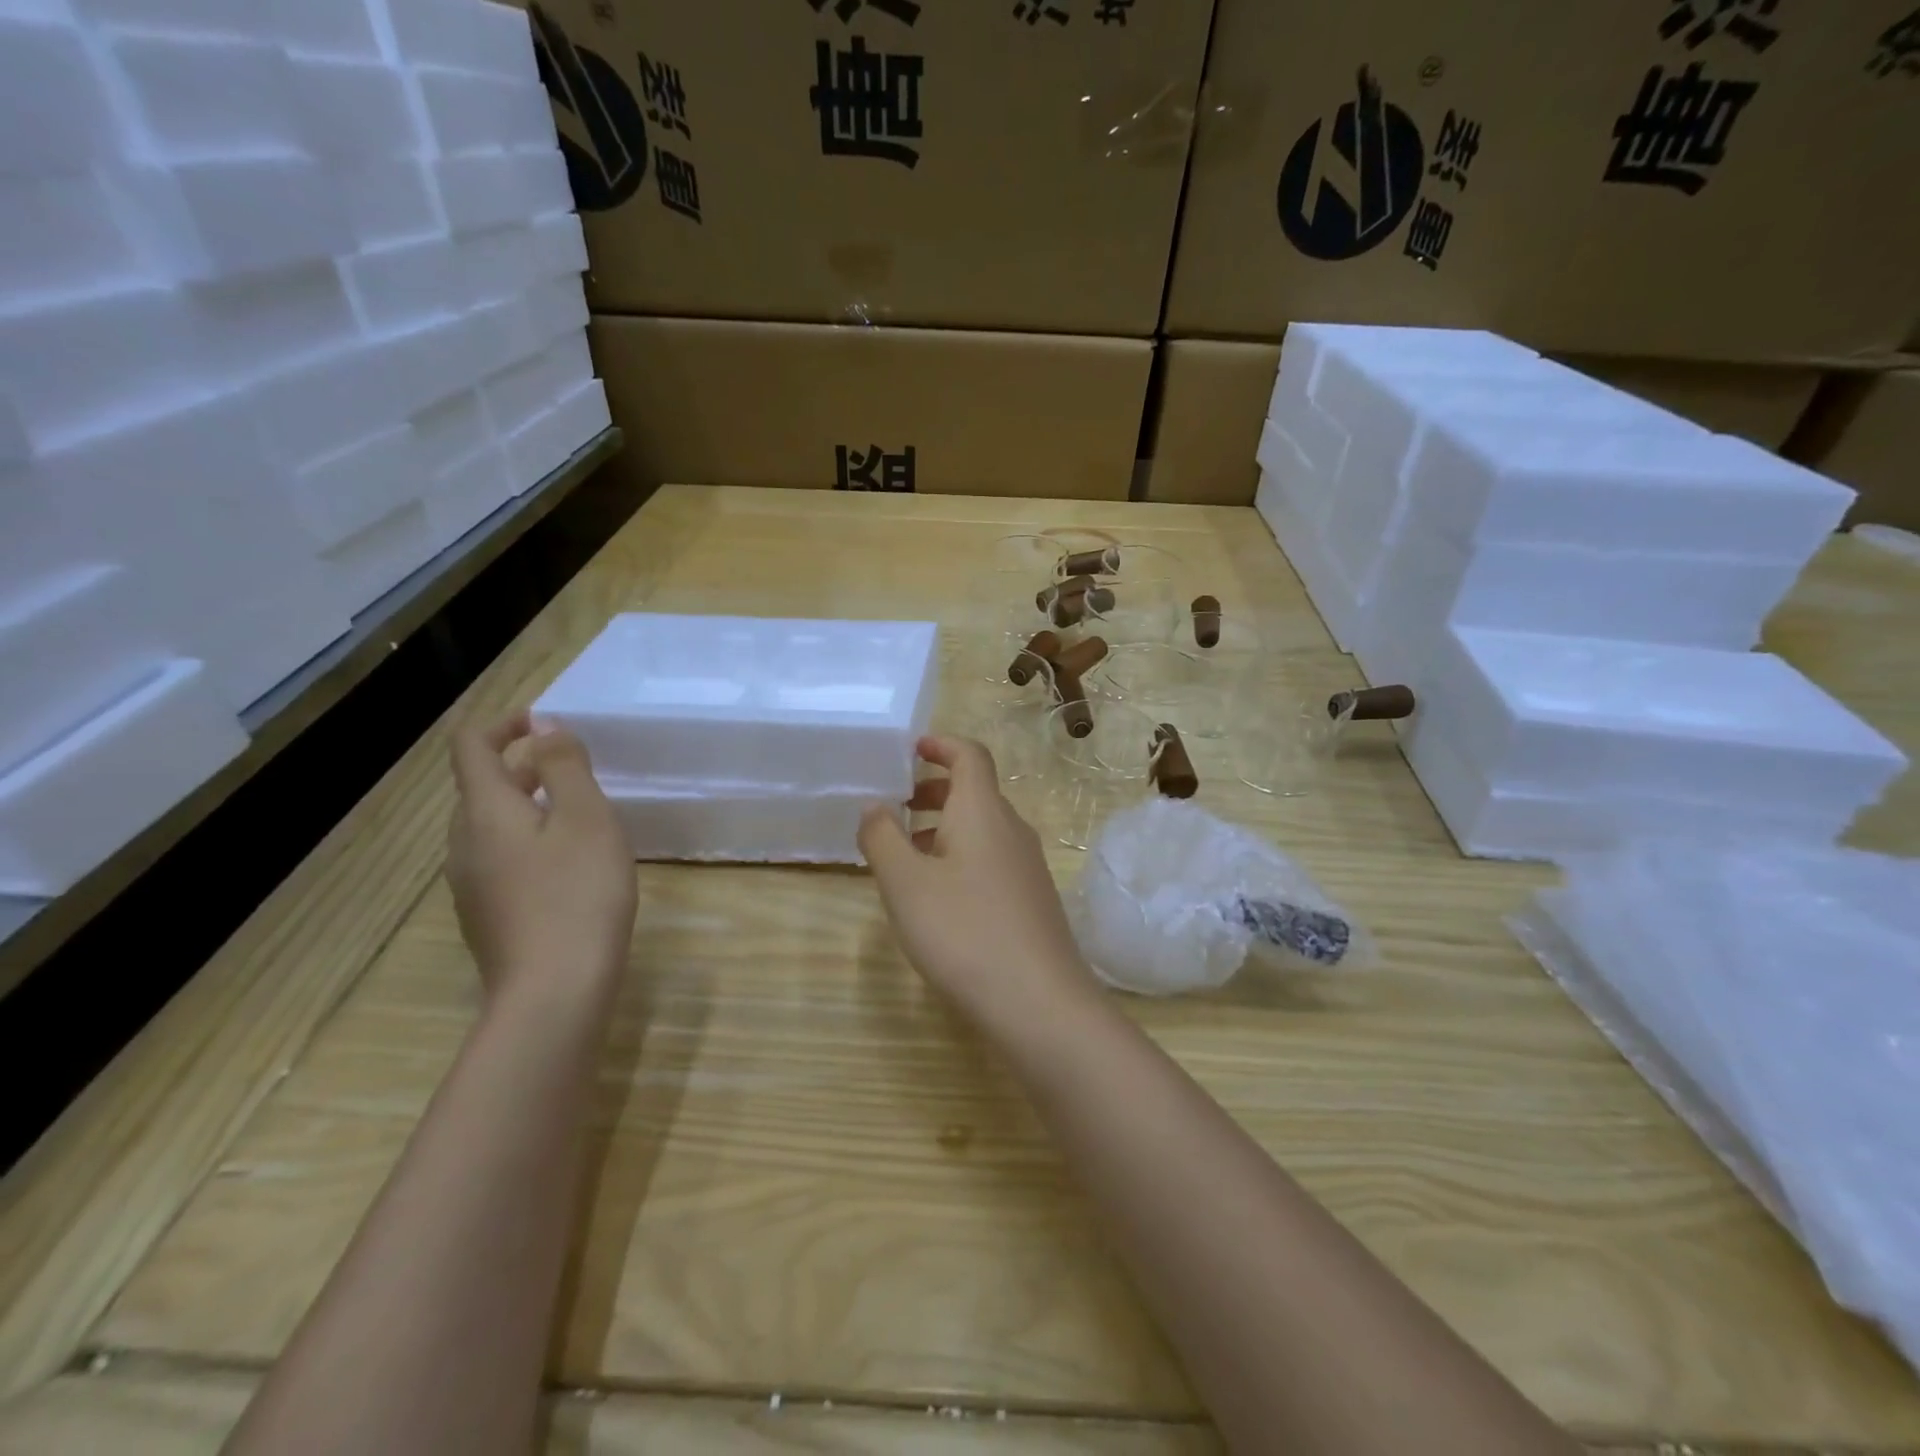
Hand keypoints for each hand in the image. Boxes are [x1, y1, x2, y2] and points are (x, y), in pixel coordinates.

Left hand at [446, 712, 636, 1006]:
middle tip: (578, 771)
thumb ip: (564, 765)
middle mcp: (464, 843)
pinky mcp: (488, 915)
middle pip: (482, 786)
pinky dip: (530, 841)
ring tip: (582, 816)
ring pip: (492, 825)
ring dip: (530, 805)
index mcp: (485, 811)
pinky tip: (570, 866)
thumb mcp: (585, 817)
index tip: (547, 723)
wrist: (555, 992)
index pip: (472, 746)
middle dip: (524, 766)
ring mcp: (472, 884)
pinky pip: (501, 858)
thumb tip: (544, 725)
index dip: (504, 723)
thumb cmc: (578, 893)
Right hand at [858, 736, 1097, 1031]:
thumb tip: (874, 806)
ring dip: (942, 827)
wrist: (1039, 1002)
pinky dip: (959, 857)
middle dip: (932, 790)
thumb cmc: (964, 931)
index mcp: (982, 811)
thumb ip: (882, 837)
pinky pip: (990, 859)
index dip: (940, 744)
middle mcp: (1011, 828)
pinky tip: (937, 895)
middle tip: (894, 805)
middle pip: (974, 791)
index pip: (969, 755)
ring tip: (903, 854)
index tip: (909, 749)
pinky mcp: (1031, 899)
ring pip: (981, 828)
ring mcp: (1027, 866)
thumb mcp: (906, 884)